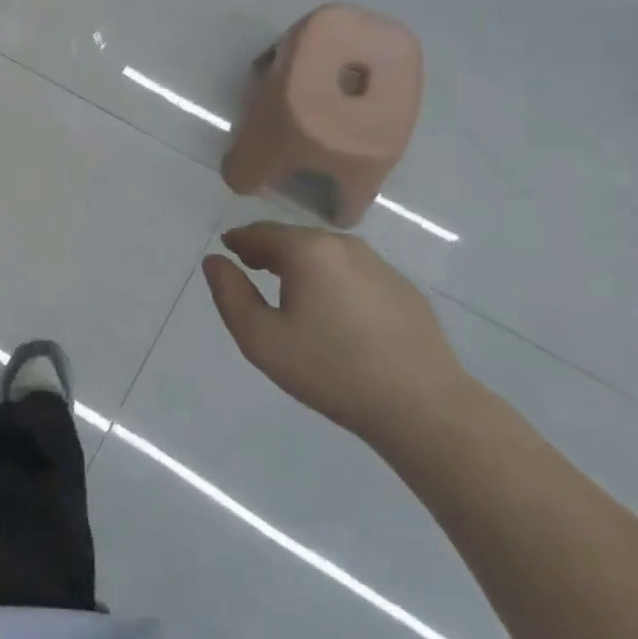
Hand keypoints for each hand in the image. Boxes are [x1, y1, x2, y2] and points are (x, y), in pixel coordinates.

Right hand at [201, 222, 469, 443]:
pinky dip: (334, 281)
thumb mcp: (261, 339)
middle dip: (270, 250)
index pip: (261, 232)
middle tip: (252, 269)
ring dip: (303, 265)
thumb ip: (230, 295)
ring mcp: (380, 266)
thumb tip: (215, 261)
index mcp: (307, 251)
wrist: (422, 406)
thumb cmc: (331, 370)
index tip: (227, 252)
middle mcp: (344, 245)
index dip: (239, 241)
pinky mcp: (403, 290)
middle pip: (295, 239)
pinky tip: (335, 313)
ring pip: (327, 255)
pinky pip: (355, 274)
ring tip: (290, 291)